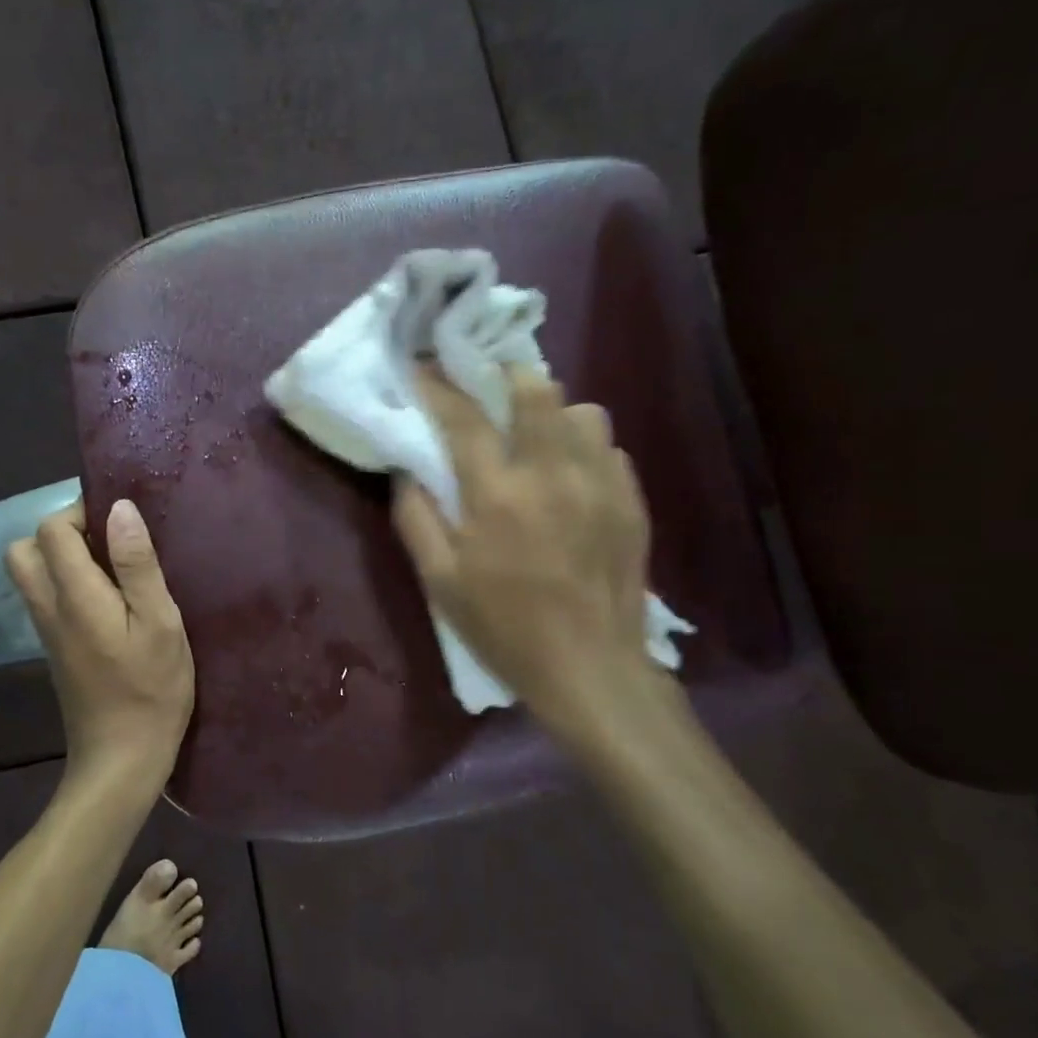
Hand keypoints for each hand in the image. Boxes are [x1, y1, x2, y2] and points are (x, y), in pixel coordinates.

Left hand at [6, 499, 193, 796]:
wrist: (121, 759)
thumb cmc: (151, 689)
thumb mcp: (160, 623)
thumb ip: (137, 564)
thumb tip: (119, 508)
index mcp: (74, 595)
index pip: (51, 529)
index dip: (81, 512)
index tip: (120, 521)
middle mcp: (49, 607)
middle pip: (25, 548)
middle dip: (61, 532)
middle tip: (107, 542)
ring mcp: (47, 631)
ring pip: (32, 574)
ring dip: (63, 557)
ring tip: (112, 568)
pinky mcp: (56, 649)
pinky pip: (46, 597)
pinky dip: (67, 583)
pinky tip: (109, 599)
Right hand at [392, 366, 664, 742]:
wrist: (589, 668)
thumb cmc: (503, 627)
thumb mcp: (440, 582)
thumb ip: (416, 518)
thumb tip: (405, 470)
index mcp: (497, 495)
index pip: (463, 418)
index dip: (438, 386)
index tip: (424, 368)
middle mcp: (552, 474)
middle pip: (536, 389)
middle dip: (506, 376)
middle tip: (489, 390)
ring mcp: (600, 484)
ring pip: (583, 411)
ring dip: (553, 414)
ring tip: (537, 439)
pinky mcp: (631, 501)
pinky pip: (608, 448)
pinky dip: (584, 449)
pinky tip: (571, 479)